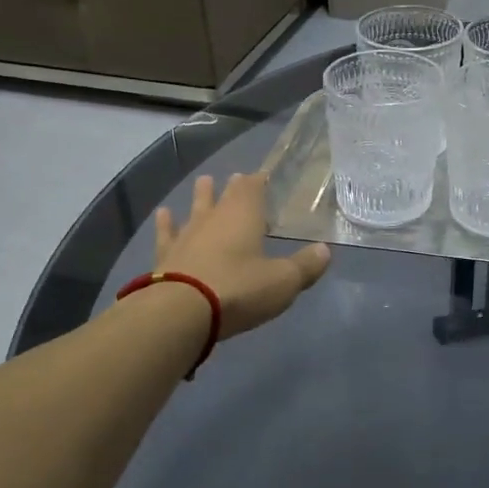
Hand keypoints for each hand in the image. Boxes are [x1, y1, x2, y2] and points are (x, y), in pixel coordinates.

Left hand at [154, 173, 331, 337]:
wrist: (179, 313)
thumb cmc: (238, 290)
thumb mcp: (283, 281)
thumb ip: (305, 266)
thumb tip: (325, 250)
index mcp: (244, 217)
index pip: (253, 189)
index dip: (259, 181)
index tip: (263, 175)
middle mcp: (214, 219)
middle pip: (224, 196)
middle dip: (233, 187)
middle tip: (235, 177)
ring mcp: (186, 237)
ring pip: (195, 209)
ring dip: (201, 196)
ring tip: (202, 182)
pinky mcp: (165, 257)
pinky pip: (166, 234)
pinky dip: (166, 224)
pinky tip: (163, 215)